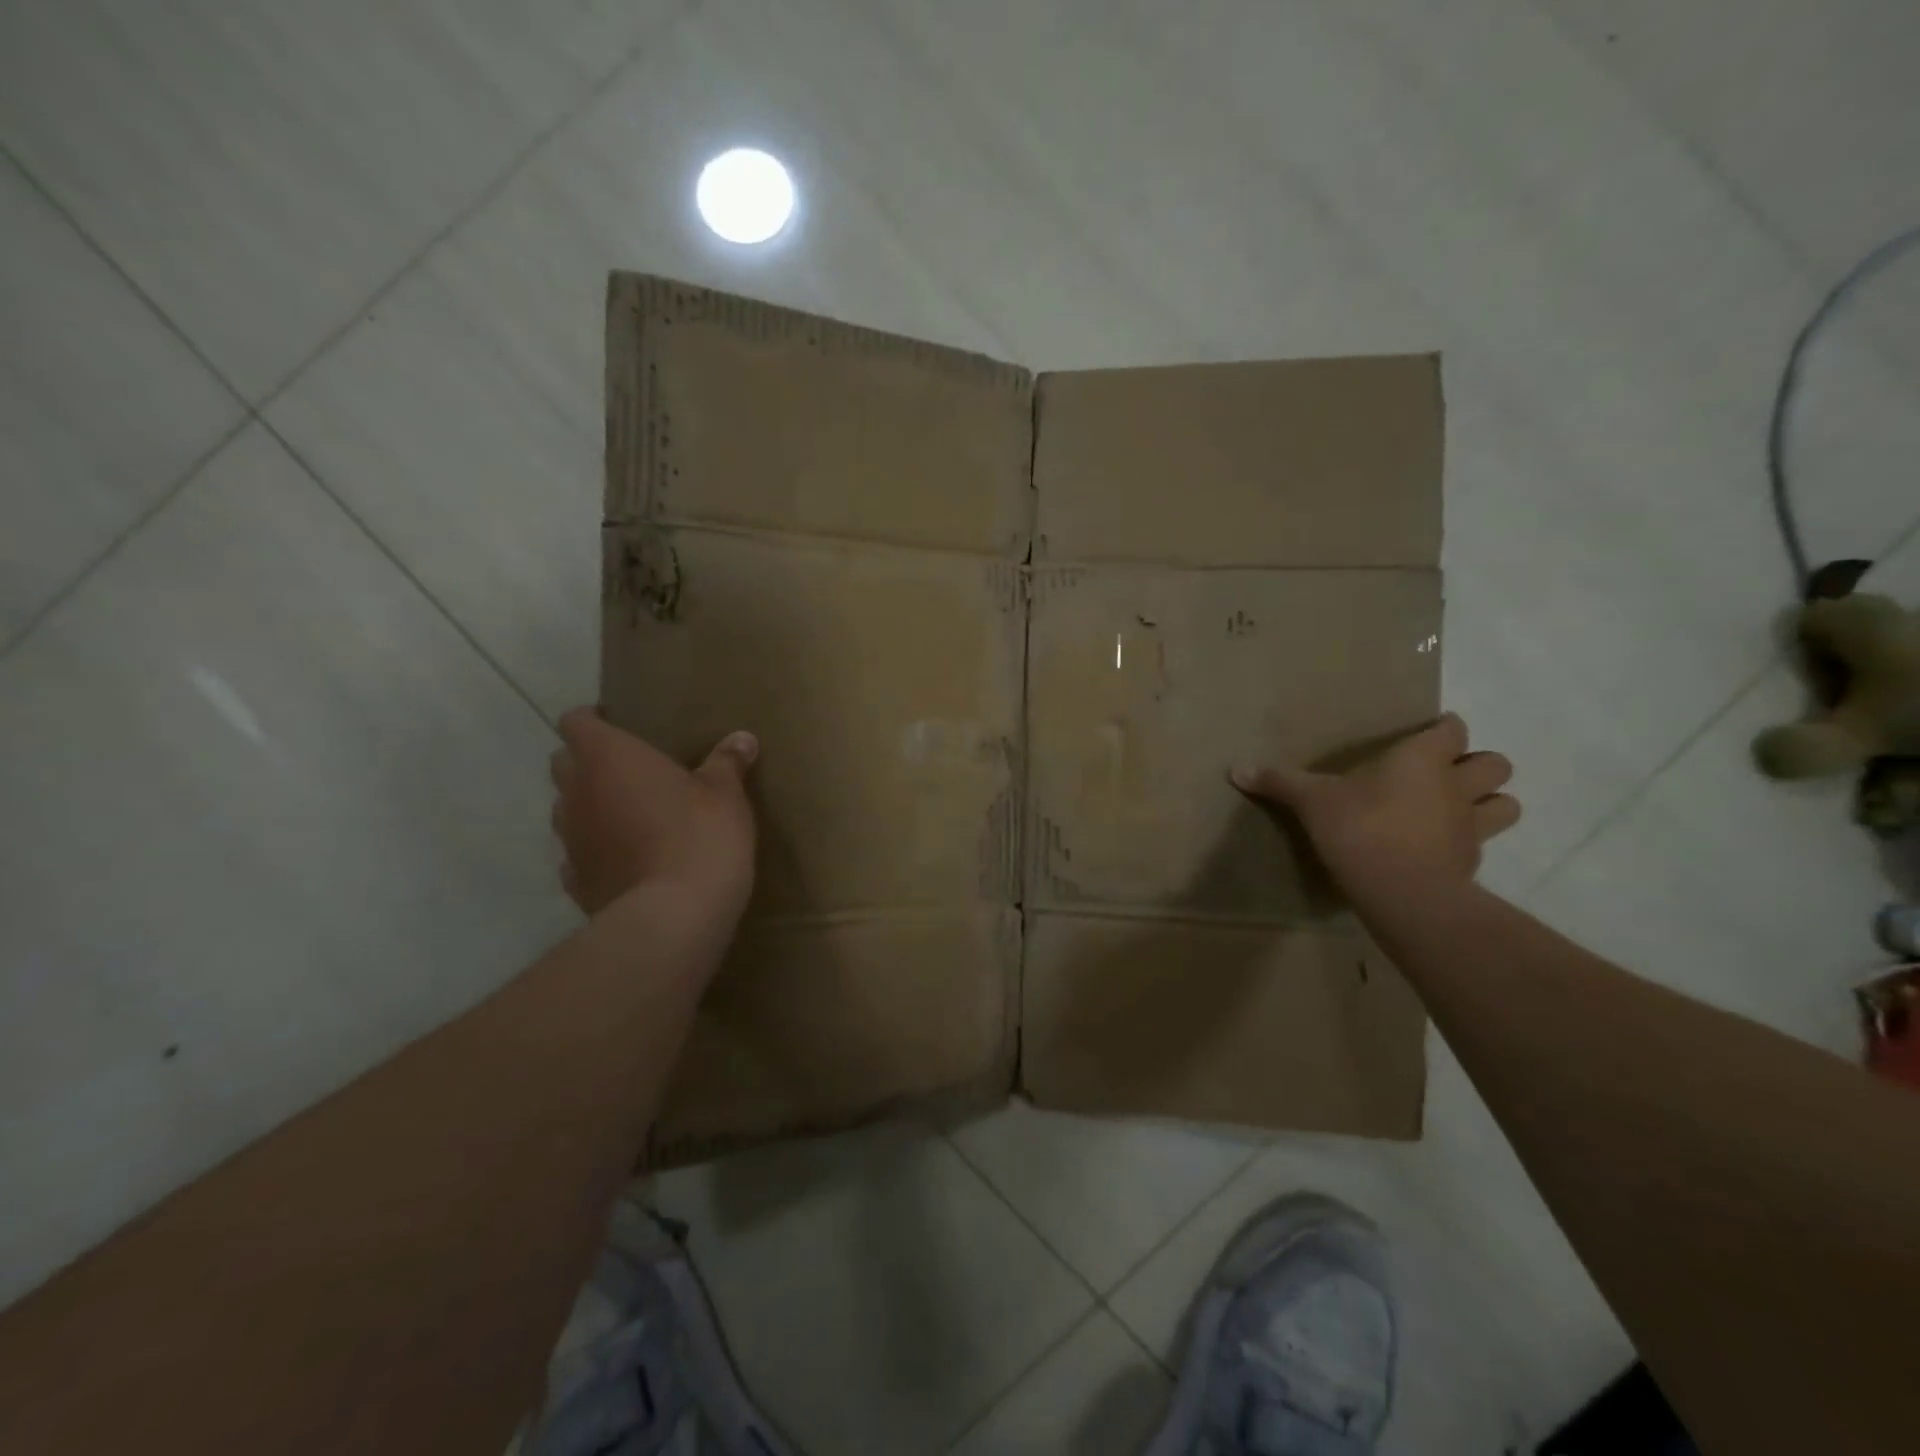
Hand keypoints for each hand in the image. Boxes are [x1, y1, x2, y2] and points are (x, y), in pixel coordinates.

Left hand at [549, 708, 758, 926]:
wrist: (674, 915)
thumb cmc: (700, 835)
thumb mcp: (725, 793)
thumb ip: (727, 762)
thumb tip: (743, 739)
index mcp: (607, 757)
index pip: (576, 722)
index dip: (593, 720)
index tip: (619, 725)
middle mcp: (577, 792)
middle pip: (564, 763)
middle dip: (589, 763)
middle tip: (630, 770)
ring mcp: (570, 840)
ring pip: (567, 810)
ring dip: (591, 807)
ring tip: (630, 815)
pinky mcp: (575, 881)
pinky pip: (578, 855)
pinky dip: (597, 850)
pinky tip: (627, 859)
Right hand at [1232, 713, 1518, 906]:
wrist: (1399, 890)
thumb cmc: (1358, 827)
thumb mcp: (1311, 800)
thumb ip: (1279, 782)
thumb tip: (1235, 769)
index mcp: (1422, 758)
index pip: (1452, 729)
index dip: (1444, 729)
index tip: (1427, 735)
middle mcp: (1456, 785)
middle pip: (1496, 764)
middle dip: (1477, 765)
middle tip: (1445, 774)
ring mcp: (1471, 826)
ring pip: (1507, 805)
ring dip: (1489, 803)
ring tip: (1457, 810)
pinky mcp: (1471, 863)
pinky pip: (1482, 845)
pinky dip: (1467, 842)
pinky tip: (1439, 849)